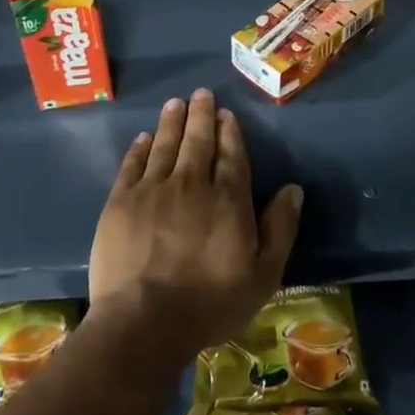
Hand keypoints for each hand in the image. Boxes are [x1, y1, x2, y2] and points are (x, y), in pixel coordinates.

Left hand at [90, 88, 301, 361]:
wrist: (143, 322)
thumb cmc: (210, 303)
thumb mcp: (263, 275)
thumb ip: (281, 228)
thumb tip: (293, 189)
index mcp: (228, 200)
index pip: (231, 155)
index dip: (229, 132)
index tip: (226, 113)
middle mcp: (191, 184)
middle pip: (198, 141)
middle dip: (201, 115)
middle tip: (201, 93)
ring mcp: (152, 191)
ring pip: (165, 146)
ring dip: (171, 122)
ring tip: (175, 104)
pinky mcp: (120, 203)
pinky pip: (132, 165)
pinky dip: (139, 148)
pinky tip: (143, 138)